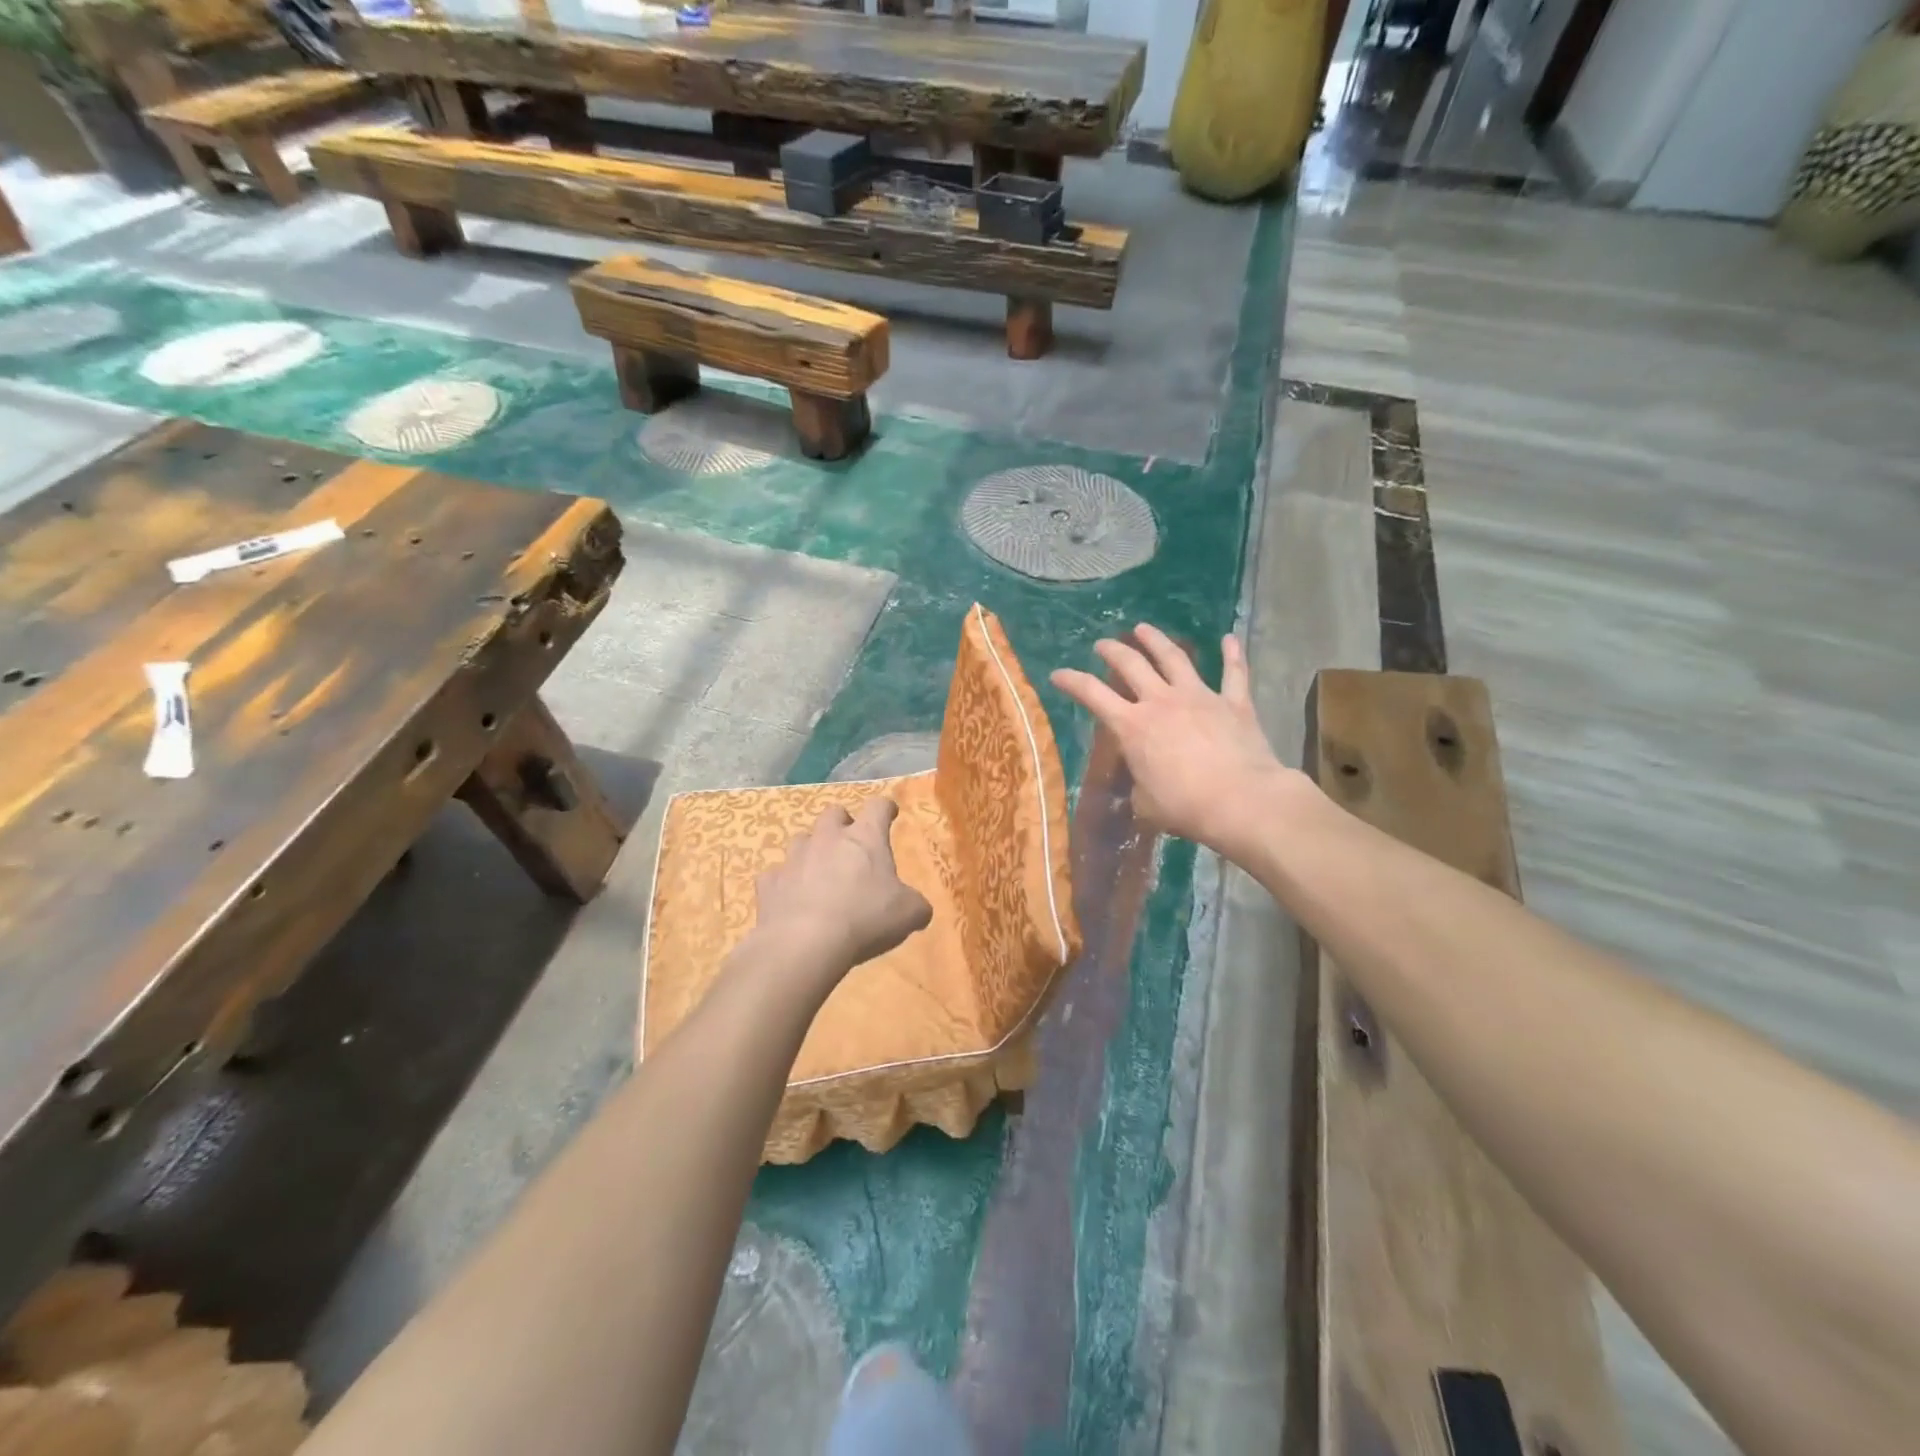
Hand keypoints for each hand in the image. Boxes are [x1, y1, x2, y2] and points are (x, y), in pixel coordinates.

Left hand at [750, 799, 932, 981]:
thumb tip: (919, 908)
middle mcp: (828, 838)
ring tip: (818, 872)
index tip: (890, 814)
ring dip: (811, 850)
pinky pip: (776, 874)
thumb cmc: (865, 918)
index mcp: (865, 838)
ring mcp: (794, 858)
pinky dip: (785, 882)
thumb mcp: (908, 914)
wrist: (805, 942)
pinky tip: (790, 898)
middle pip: (834, 813)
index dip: (886, 809)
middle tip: (850, 844)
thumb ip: (916, 905)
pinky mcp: (769, 882)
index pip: (879, 807)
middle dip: (842, 824)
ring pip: (801, 839)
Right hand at [1051, 626, 1300, 859]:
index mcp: (1133, 726)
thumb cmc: (1185, 806)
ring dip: (1156, 640)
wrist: (1241, 800)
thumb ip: (1140, 786)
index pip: (1093, 695)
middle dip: (1113, 651)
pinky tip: (1229, 638)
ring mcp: (1199, 697)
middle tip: (1102, 644)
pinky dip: (1232, 654)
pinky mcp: (1234, 703)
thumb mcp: (1147, 803)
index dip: (1072, 681)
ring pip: (1174, 658)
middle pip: (1131, 665)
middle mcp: (1161, 701)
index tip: (1058, 674)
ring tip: (1143, 628)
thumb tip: (1144, 784)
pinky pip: (1234, 673)